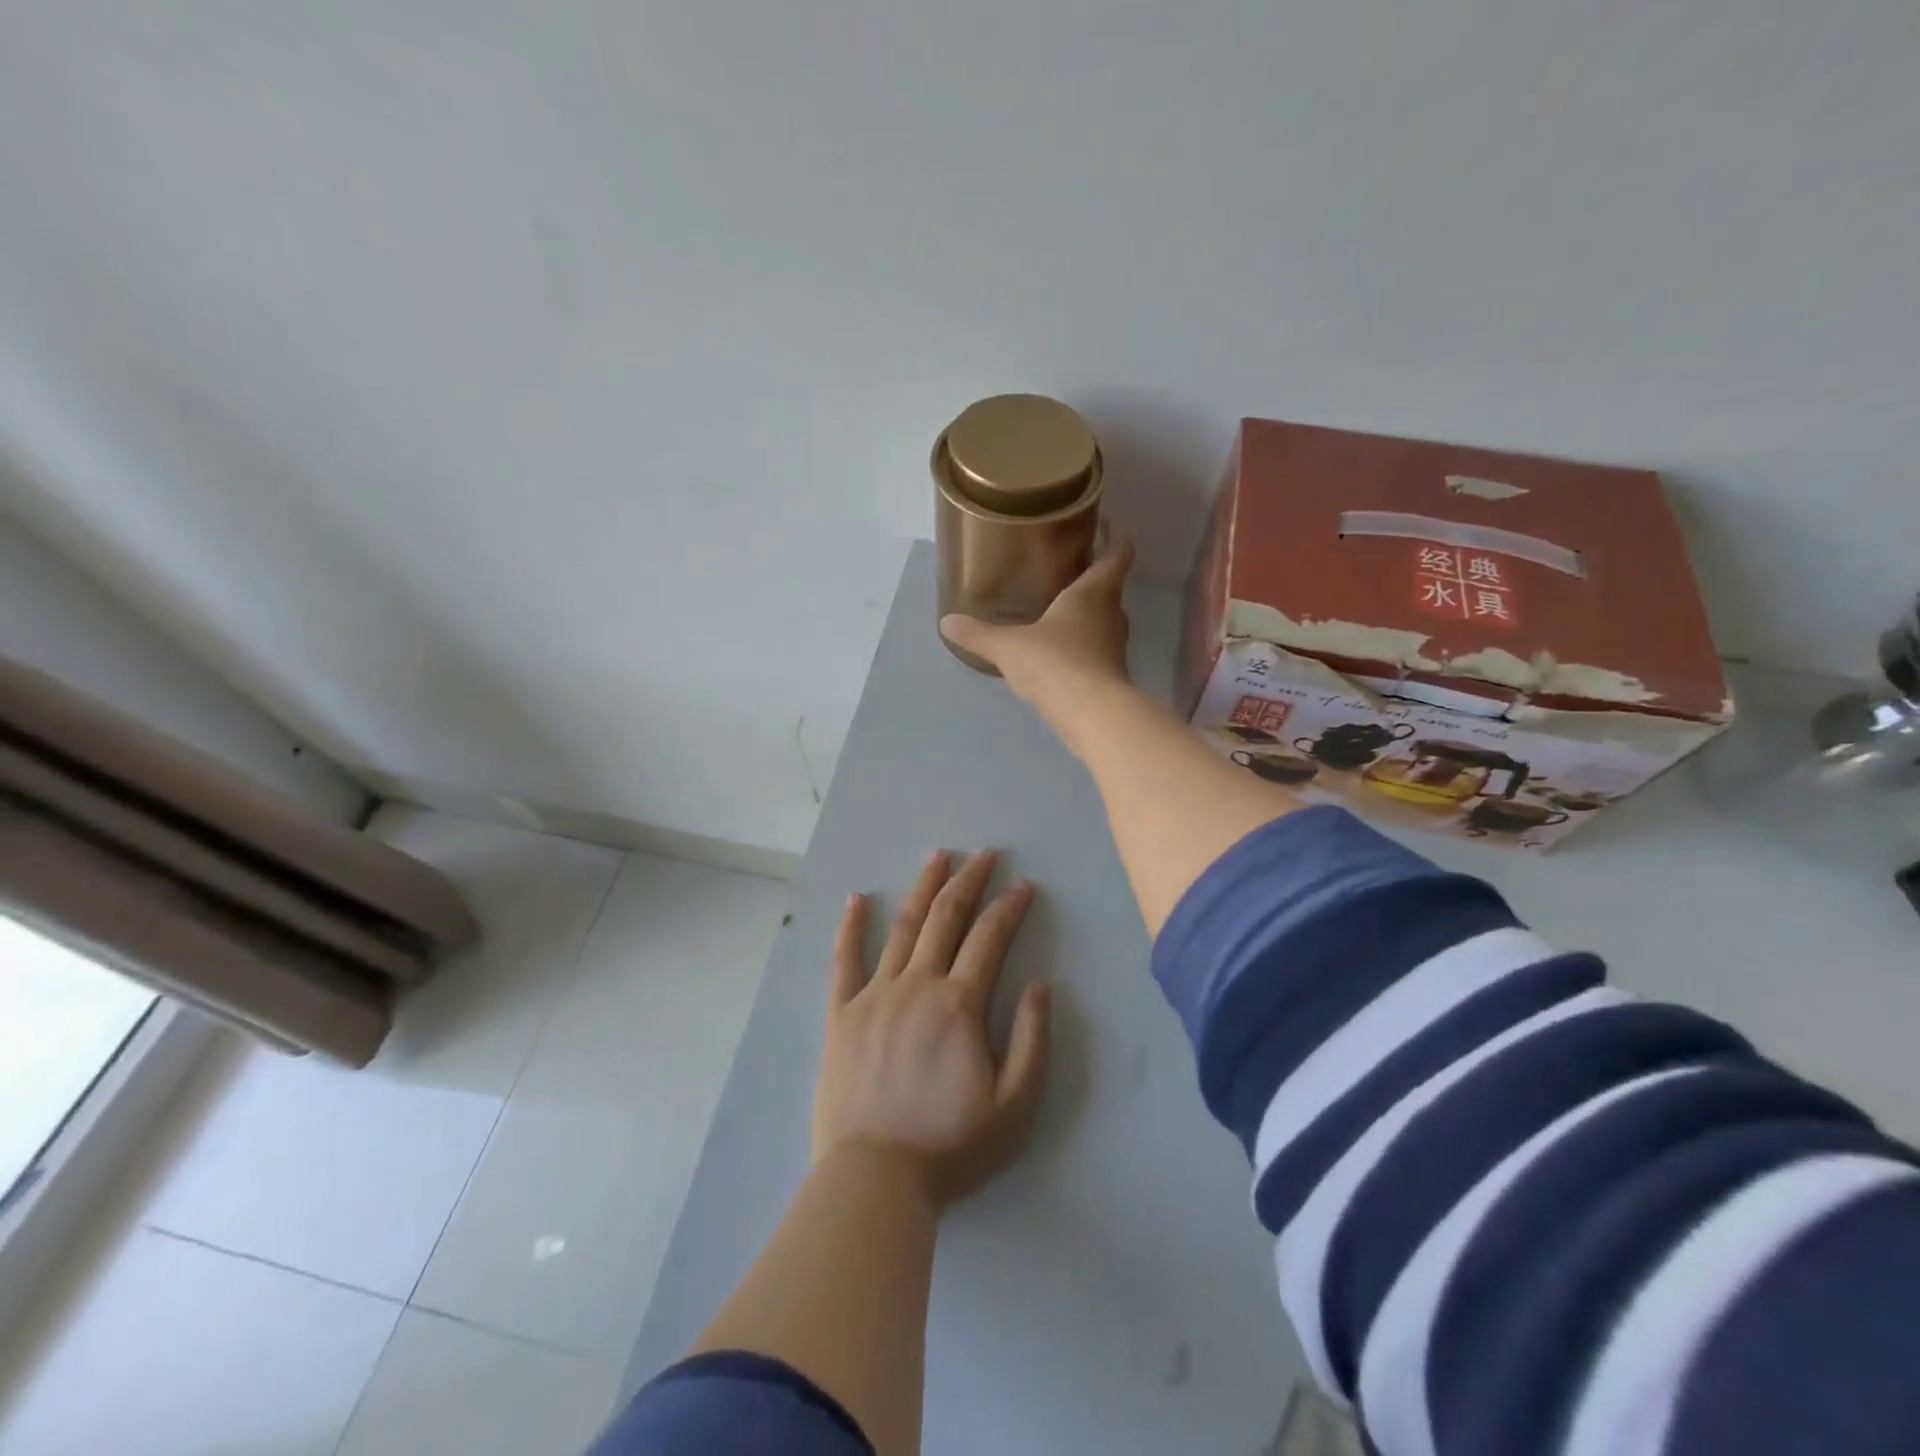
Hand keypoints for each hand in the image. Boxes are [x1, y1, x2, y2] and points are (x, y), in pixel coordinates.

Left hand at [816, 849, 1051, 1208]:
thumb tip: (1041, 985)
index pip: (990, 938)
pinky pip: (844, 960)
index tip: (1024, 885)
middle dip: (969, 881)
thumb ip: (1032, 1040)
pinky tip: (855, 898)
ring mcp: (875, 994)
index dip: (1009, 907)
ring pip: (902, 927)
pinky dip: (849, 926)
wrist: (875, 1179)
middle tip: (984, 855)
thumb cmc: (951, 1146)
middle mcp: (917, 985)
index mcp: (959, 1004)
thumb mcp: (1015, 1105)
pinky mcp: (841, 1013)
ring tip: (937, 856)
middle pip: (945, 918)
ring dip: (922, 888)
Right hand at [939, 530, 1134, 713]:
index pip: (1117, 556)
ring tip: (1062, 612)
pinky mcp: (1112, 675)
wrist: (1091, 714)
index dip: (1118, 538)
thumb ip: (979, 634)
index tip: (1112, 525)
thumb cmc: (1054, 663)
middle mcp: (1111, 615)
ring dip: (1090, 615)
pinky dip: (1084, 647)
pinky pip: (1098, 651)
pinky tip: (1062, 654)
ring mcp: (1115, 647)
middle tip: (1072, 571)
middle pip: (1111, 589)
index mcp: (1092, 593)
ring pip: (1106, 622)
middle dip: (1096, 579)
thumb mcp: (1008, 647)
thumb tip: (946, 622)